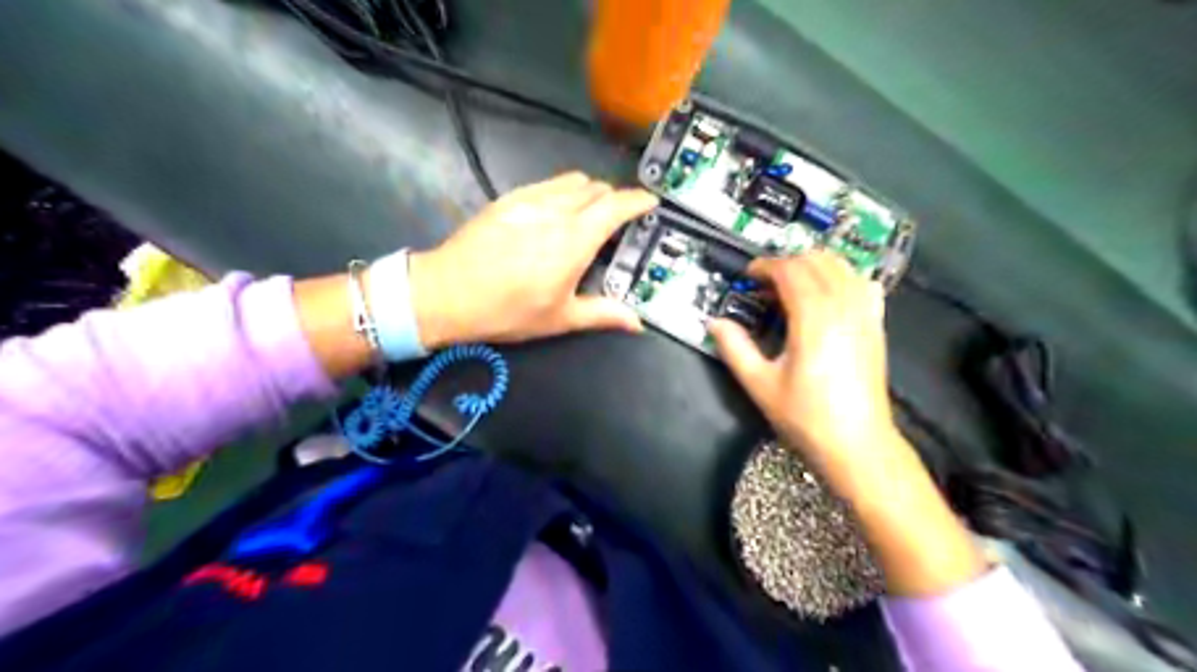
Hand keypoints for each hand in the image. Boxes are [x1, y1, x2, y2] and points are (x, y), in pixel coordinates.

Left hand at [407, 170, 658, 347]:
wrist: (447, 293)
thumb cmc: (508, 310)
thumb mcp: (560, 318)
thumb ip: (603, 314)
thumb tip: (638, 324)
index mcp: (575, 240)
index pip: (616, 206)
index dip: (638, 200)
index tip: (651, 202)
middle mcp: (557, 211)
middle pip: (597, 189)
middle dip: (614, 199)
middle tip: (617, 221)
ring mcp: (530, 199)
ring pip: (572, 181)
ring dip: (589, 192)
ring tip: (588, 214)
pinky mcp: (509, 198)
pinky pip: (547, 184)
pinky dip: (563, 191)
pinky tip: (554, 212)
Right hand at [705, 251, 986, 598]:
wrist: (857, 444)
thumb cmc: (806, 417)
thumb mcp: (760, 385)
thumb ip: (735, 348)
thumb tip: (714, 323)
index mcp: (813, 319)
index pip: (791, 271)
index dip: (766, 266)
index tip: (748, 276)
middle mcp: (843, 307)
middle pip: (816, 261)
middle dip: (787, 263)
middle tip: (764, 283)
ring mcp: (865, 314)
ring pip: (842, 267)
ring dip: (814, 265)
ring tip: (792, 284)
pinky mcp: (876, 326)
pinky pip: (863, 283)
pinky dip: (842, 277)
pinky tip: (829, 294)